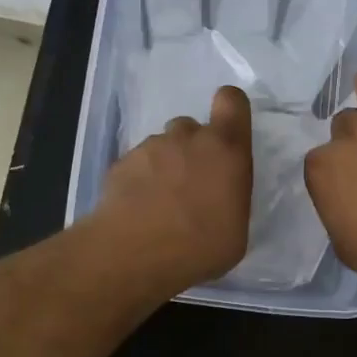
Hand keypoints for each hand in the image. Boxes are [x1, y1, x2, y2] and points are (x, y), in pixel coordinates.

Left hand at [93, 85, 253, 294]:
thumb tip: (220, 198)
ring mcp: (150, 147)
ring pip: (162, 146)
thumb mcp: (236, 231)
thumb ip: (231, 199)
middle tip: (191, 186)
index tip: (228, 131)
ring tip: (160, 204)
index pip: (232, 101)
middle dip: (193, 150)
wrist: (134, 254)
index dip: (230, 109)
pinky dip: (139, 180)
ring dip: (165, 166)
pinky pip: (137, 164)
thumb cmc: (200, 247)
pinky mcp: (120, 163)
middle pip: (192, 128)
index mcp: (226, 149)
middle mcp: (188, 138)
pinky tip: (138, 210)